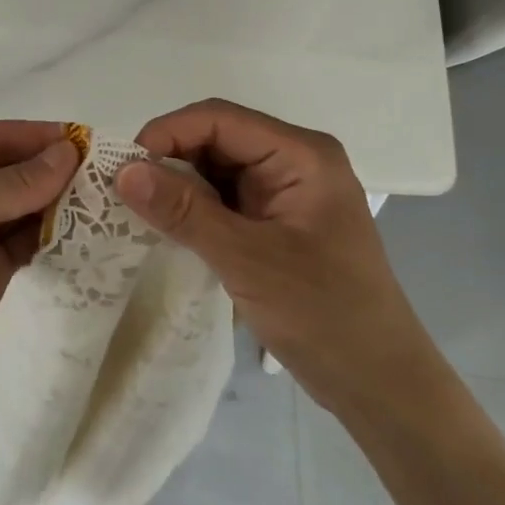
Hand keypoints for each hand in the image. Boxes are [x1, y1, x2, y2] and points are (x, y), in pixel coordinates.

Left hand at [0, 121, 78, 440]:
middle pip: (11, 169)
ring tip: (108, 199)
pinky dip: (53, 235)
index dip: (40, 137)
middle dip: (54, 169)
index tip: (92, 139)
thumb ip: (14, 182)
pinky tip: (86, 232)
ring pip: (23, 205)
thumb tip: (68, 152)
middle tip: (109, 172)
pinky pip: (26, 241)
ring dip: (59, 202)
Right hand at [115, 98, 442, 417]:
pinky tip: (167, 227)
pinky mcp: (277, 222)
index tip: (123, 168)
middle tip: (123, 193)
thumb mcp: (248, 260)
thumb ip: (184, 211)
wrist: (381, 386)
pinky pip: (225, 198)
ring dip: (178, 185)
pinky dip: (194, 209)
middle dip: (169, 159)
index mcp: (300, 155)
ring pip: (217, 169)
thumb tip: (122, 171)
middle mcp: (294, 161)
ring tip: (136, 211)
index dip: (167, 133)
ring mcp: (286, 193)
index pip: (220, 119)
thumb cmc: (325, 315)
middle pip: (217, 138)